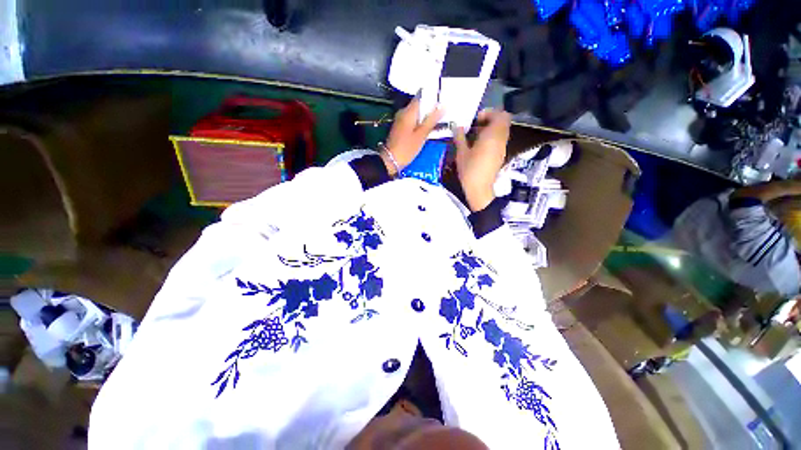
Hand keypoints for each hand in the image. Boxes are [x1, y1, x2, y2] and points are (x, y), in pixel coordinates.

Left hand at [383, 98, 443, 175]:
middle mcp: (403, 112)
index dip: (432, 96)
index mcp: (408, 111)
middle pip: (419, 105)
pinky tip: (428, 128)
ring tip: (439, 119)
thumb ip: (432, 120)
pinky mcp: (401, 128)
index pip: (421, 96)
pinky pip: (413, 121)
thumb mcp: (422, 135)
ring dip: (426, 116)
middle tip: (444, 111)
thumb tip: (443, 106)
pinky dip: (420, 123)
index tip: (443, 98)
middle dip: (431, 107)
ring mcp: (401, 120)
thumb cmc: (407, 148)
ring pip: (416, 113)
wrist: (391, 160)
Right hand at [453, 109, 510, 211]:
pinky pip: (500, 140)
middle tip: (476, 126)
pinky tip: (479, 146)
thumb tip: (457, 126)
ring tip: (476, 136)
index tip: (476, 119)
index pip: (500, 115)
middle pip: (503, 121)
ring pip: (502, 131)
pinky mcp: (501, 155)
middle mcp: (501, 139)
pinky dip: (492, 138)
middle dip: (491, 120)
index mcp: (492, 135)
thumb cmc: (469, 170)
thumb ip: (460, 137)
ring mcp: (502, 148)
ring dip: (491, 129)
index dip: (490, 113)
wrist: (479, 188)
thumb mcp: (461, 153)